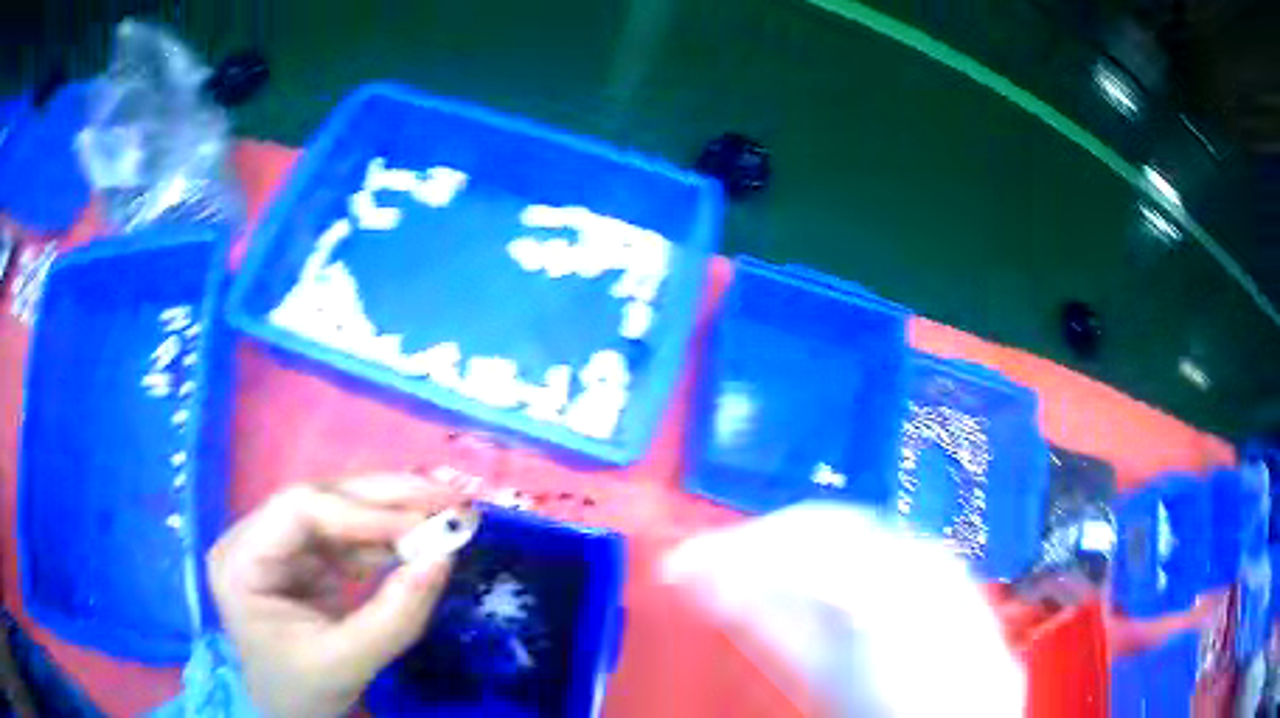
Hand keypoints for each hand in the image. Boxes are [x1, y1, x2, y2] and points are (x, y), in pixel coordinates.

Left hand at [208, 474, 465, 717]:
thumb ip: (395, 615)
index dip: (361, 512)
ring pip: (340, 509)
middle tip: (448, 497)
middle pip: (320, 498)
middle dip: (387, 498)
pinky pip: (349, 535)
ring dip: (393, 512)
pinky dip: (388, 538)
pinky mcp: (305, 556)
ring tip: (445, 512)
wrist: (292, 712)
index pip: (297, 511)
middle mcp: (255, 538)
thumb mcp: (349, 661)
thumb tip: (443, 557)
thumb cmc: (305, 692)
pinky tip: (420, 539)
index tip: (422, 525)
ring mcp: (281, 544)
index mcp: (242, 562)